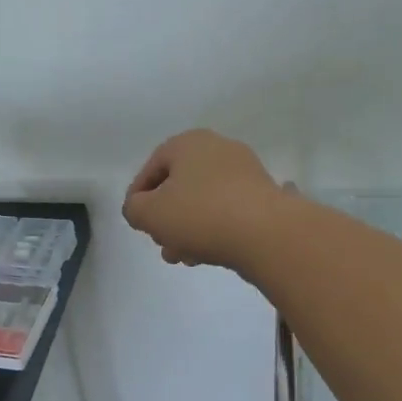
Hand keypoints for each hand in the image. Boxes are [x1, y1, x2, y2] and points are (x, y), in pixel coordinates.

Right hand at [122, 129, 284, 269]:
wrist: (267, 233)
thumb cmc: (201, 214)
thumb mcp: (150, 214)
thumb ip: (134, 209)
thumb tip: (140, 209)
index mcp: (189, 143)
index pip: (152, 168)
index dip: (138, 197)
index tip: (137, 223)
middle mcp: (218, 149)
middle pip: (179, 186)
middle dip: (165, 218)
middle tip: (160, 243)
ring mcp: (245, 172)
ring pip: (202, 201)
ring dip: (187, 229)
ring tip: (182, 257)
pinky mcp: (263, 196)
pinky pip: (227, 210)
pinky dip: (213, 229)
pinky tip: (207, 254)